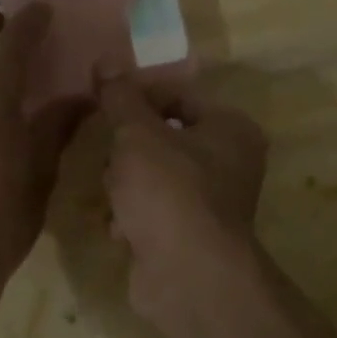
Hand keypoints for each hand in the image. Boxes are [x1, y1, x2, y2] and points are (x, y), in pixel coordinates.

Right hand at [99, 77, 269, 328]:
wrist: (187, 278)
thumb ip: (120, 96)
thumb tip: (106, 59)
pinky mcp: (191, 236)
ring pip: (154, 175)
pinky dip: (133, 216)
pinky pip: (154, 211)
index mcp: (230, 128)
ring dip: (125, 184)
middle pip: (164, 137)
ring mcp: (212, 203)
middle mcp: (230, 162)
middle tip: (110, 157)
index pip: (179, 95)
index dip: (139, 97)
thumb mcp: (137, 133)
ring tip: (114, 196)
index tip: (106, 108)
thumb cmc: (168, 191)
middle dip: (129, 148)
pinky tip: (119, 228)